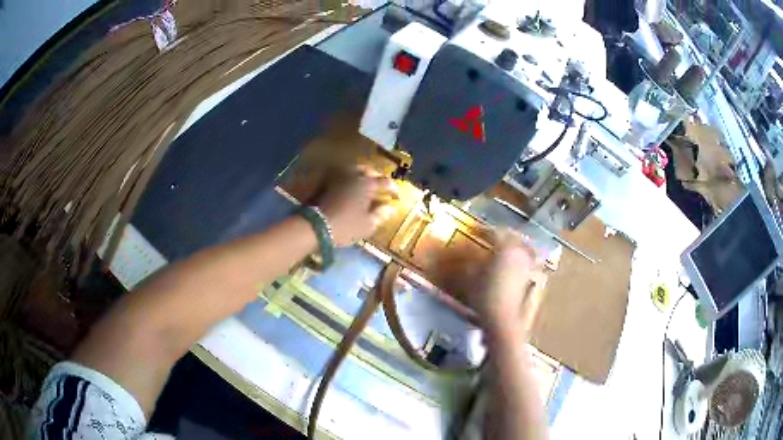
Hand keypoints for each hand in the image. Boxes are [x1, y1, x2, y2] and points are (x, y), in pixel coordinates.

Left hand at [317, 167, 396, 246]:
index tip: (396, 196)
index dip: (393, 189)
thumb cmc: (345, 227)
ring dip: (363, 176)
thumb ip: (380, 215)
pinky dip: (350, 180)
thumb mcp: (367, 225)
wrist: (314, 226)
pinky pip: (343, 176)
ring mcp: (339, 176)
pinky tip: (350, 188)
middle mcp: (354, 175)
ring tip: (366, 186)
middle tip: (381, 188)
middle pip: (370, 172)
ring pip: (355, 171)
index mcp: (367, 184)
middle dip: (378, 179)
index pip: (386, 182)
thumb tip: (389, 208)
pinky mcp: (327, 181)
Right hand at [474, 230, 542, 340]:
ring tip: (509, 250)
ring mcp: (533, 266)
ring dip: (517, 246)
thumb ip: (473, 261)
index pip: (496, 232)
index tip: (475, 231)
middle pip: (515, 237)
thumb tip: (472, 254)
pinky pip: (532, 263)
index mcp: (507, 247)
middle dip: (504, 235)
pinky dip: (525, 260)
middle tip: (493, 237)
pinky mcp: (538, 280)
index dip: (484, 230)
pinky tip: (519, 266)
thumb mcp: (472, 277)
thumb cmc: (485, 297)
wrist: (504, 322)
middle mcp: (523, 252)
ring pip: (526, 248)